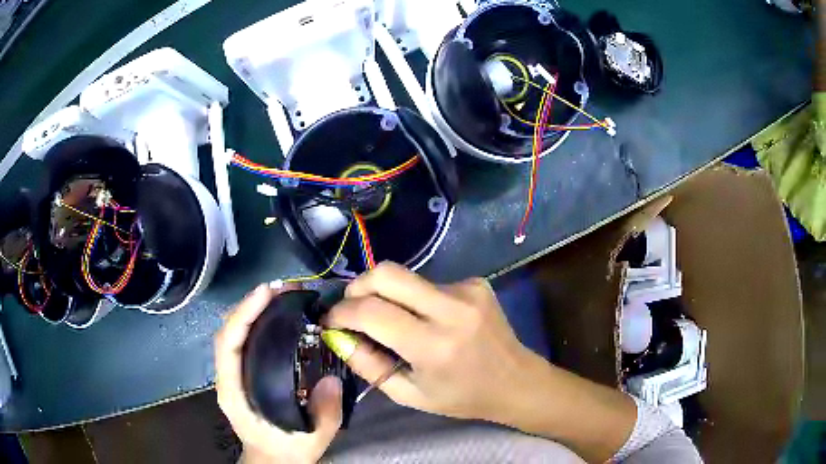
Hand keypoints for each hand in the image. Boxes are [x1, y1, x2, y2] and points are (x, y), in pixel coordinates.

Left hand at [215, 284, 342, 463]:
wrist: (274, 460)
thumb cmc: (286, 450)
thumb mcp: (311, 440)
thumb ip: (324, 414)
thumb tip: (333, 378)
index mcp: (234, 393)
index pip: (228, 345)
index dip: (244, 315)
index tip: (267, 293)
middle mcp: (228, 378)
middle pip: (229, 331)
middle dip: (251, 304)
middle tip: (283, 289)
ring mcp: (234, 374)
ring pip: (235, 333)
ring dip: (254, 310)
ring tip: (282, 296)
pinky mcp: (243, 373)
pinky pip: (244, 341)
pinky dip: (257, 322)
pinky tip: (278, 316)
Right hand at [326, 263, 637, 462]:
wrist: (516, 381)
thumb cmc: (462, 397)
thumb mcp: (409, 394)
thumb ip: (367, 364)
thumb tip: (337, 335)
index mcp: (434, 345)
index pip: (371, 311)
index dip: (341, 312)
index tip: (329, 320)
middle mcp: (451, 308)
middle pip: (386, 273)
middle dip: (357, 287)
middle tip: (351, 309)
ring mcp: (467, 290)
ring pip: (405, 276)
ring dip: (387, 295)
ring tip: (392, 322)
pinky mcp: (475, 282)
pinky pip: (428, 283)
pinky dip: (414, 298)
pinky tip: (427, 320)